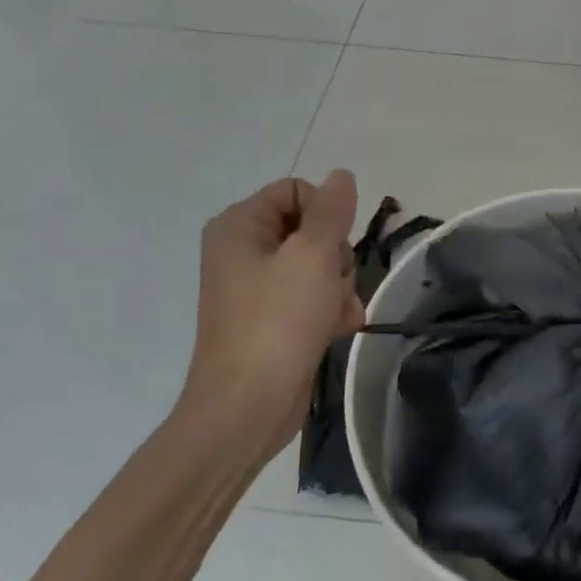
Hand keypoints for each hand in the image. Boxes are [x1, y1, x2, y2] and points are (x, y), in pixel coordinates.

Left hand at [176, 170, 362, 453]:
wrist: (248, 406)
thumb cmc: (278, 322)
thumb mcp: (312, 256)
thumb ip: (332, 212)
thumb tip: (341, 175)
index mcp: (239, 226)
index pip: (298, 191)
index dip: (326, 214)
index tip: (335, 246)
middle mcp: (243, 250)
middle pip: (312, 228)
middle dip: (336, 256)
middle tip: (333, 283)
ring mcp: (257, 287)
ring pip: (320, 265)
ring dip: (340, 286)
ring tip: (336, 313)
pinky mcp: (273, 319)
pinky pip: (313, 296)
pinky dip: (331, 309)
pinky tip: (339, 328)